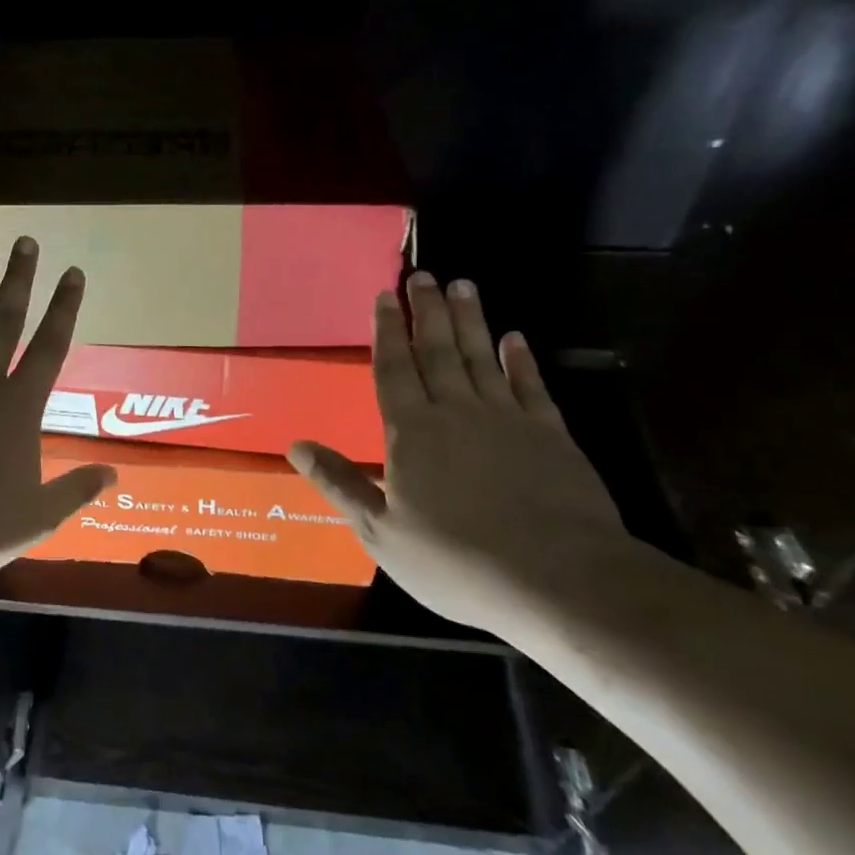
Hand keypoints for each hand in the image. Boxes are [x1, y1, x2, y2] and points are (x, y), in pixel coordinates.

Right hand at [288, 273, 633, 632]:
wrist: (559, 580)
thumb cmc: (457, 560)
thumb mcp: (381, 532)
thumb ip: (340, 483)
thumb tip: (295, 446)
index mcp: (412, 432)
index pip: (394, 370)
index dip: (387, 332)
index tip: (384, 296)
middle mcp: (457, 412)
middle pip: (437, 351)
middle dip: (427, 311)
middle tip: (423, 274)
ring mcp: (508, 419)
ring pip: (482, 357)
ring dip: (470, 320)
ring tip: (462, 285)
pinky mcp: (552, 435)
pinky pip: (531, 386)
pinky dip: (521, 360)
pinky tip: (515, 338)